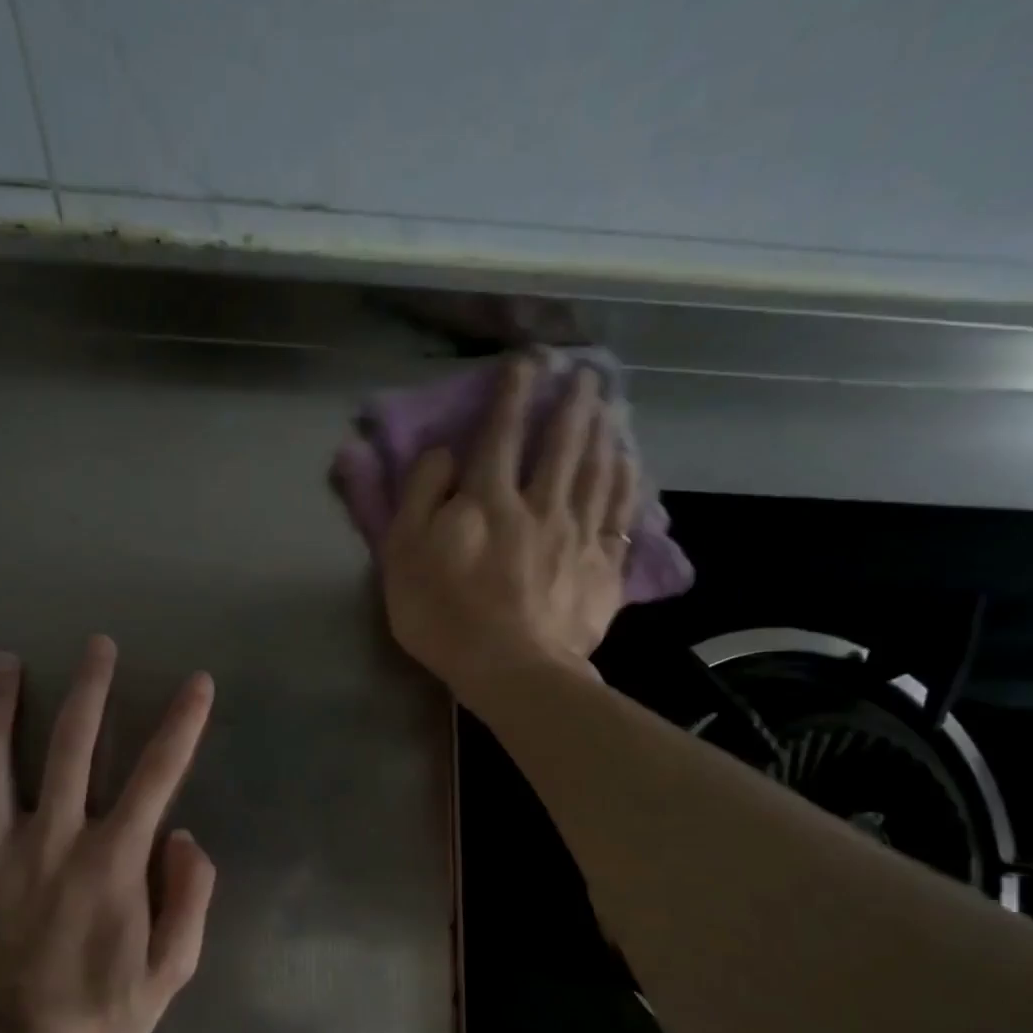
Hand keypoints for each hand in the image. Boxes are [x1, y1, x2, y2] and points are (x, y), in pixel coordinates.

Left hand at [0, 636, 216, 1032]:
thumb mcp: (172, 970)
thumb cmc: (100, 1014)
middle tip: (96, 644)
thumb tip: (185, 836)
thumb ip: (190, 898)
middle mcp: (56, 836)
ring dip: (2, 703)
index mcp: (114, 857)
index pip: (159, 773)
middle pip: (74, 743)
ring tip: (5, 661)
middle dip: (91, 688)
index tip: (196, 682)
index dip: (183, 723)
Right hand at [381, 359, 638, 702]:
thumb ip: (420, 496)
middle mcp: (538, 504)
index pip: (499, 434)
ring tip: (610, 403)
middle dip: (570, 403)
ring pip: (596, 470)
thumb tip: (444, 454)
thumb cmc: (444, 615)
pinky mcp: (602, 568)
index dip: (511, 394)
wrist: (511, 669)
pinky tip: (629, 462)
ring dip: (602, 431)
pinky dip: (626, 482)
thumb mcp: (403, 555)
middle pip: (560, 443)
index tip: (525, 362)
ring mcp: (577, 535)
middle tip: (584, 372)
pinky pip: (620, 514)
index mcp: (487, 499)